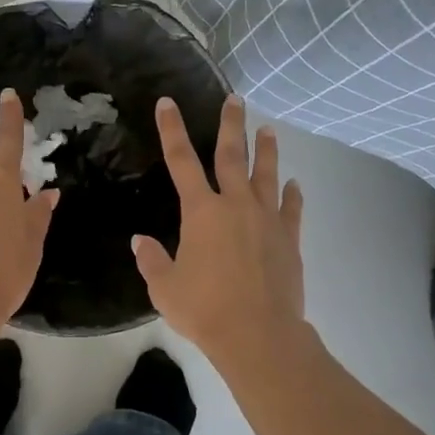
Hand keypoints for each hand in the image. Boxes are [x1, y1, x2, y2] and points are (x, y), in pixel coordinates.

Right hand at [133, 95, 306, 371]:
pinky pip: (291, 209)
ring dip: (266, 151)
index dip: (172, 130)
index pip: (181, 161)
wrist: (259, 335)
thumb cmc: (205, 309)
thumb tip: (140, 241)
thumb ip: (152, 261)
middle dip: (231, 125)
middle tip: (235, 99)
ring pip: (267, 175)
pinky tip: (295, 184)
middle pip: (233, 156)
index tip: (168, 103)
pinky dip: (293, 194)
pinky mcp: (288, 239)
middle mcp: (235, 205)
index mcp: (201, 212)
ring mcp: (267, 220)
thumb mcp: (165, 288)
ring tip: (268, 129)